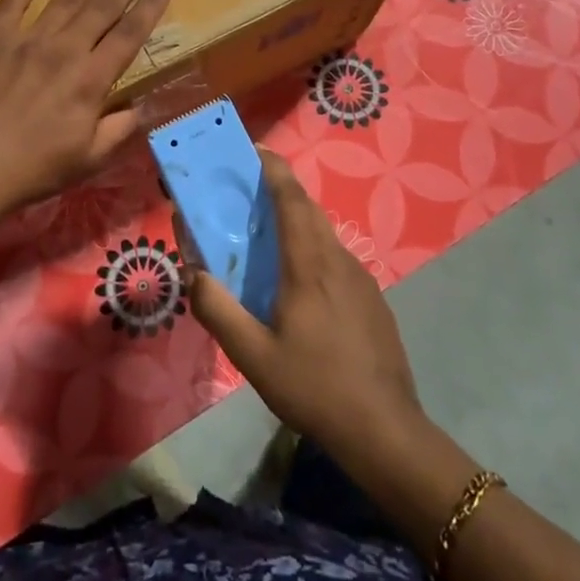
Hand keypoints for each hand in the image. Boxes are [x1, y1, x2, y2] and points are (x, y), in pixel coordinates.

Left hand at [0, 0, 172, 221]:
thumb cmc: (30, 171)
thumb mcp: (87, 160)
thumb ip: (119, 129)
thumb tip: (142, 107)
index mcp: (91, 80)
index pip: (130, 34)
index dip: (152, 5)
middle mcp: (64, 50)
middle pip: (103, 5)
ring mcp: (25, 41)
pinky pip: (11, 4)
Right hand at [189, 151, 424, 456]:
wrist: (385, 430)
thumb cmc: (315, 387)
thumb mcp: (253, 357)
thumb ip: (218, 311)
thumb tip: (194, 273)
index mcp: (309, 266)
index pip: (292, 199)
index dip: (274, 169)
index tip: (254, 150)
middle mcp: (338, 260)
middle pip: (308, 210)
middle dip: (280, 191)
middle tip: (247, 195)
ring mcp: (361, 279)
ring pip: (324, 235)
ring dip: (296, 223)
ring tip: (266, 240)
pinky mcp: (372, 299)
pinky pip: (336, 259)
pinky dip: (312, 251)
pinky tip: (299, 288)